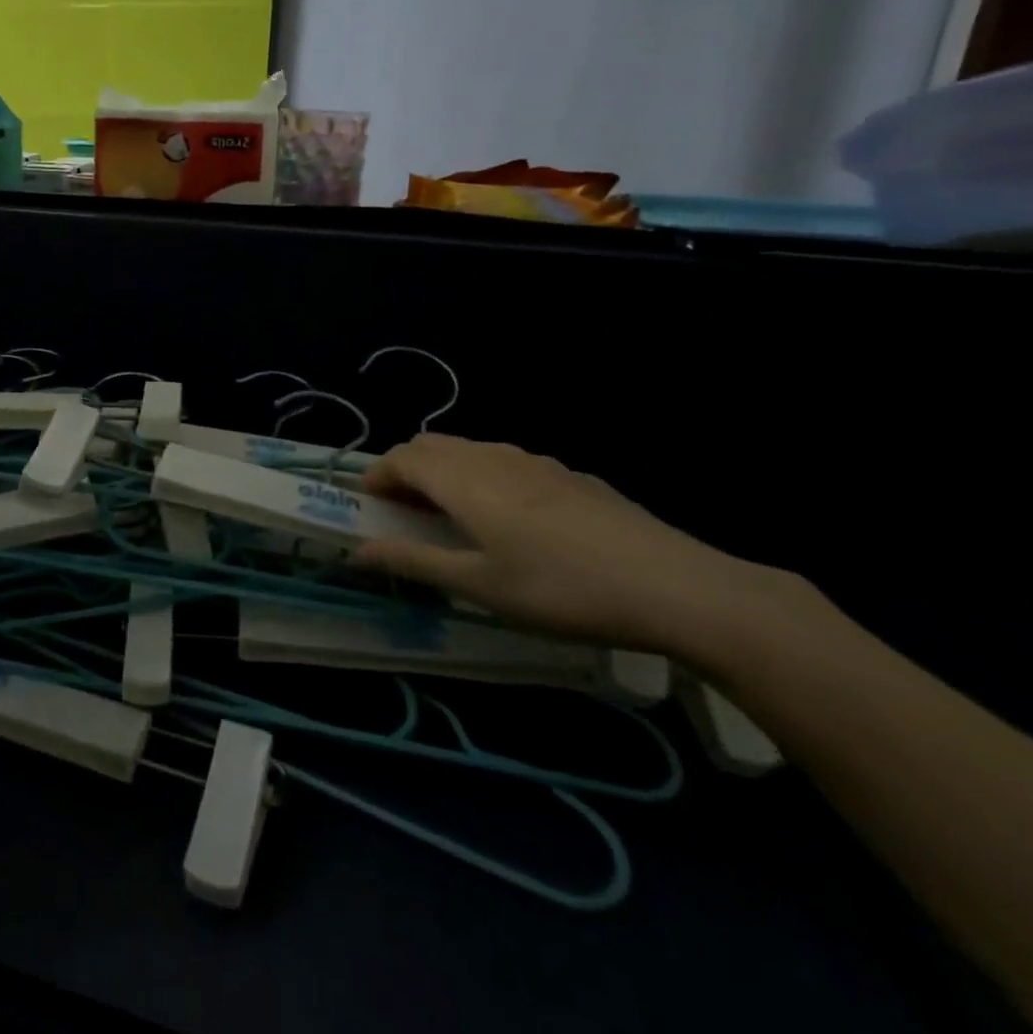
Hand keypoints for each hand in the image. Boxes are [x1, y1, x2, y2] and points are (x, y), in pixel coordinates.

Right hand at [357, 434, 792, 655]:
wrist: (674, 585)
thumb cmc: (559, 588)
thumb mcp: (479, 585)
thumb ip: (414, 561)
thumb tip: (359, 551)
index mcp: (463, 479)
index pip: (401, 457)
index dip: (377, 476)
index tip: (368, 505)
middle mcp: (493, 457)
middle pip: (432, 445)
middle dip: (406, 470)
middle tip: (404, 513)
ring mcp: (535, 461)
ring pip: (471, 451)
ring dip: (445, 472)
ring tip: (452, 517)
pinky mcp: (569, 475)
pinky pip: (506, 462)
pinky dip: (483, 478)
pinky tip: (512, 521)